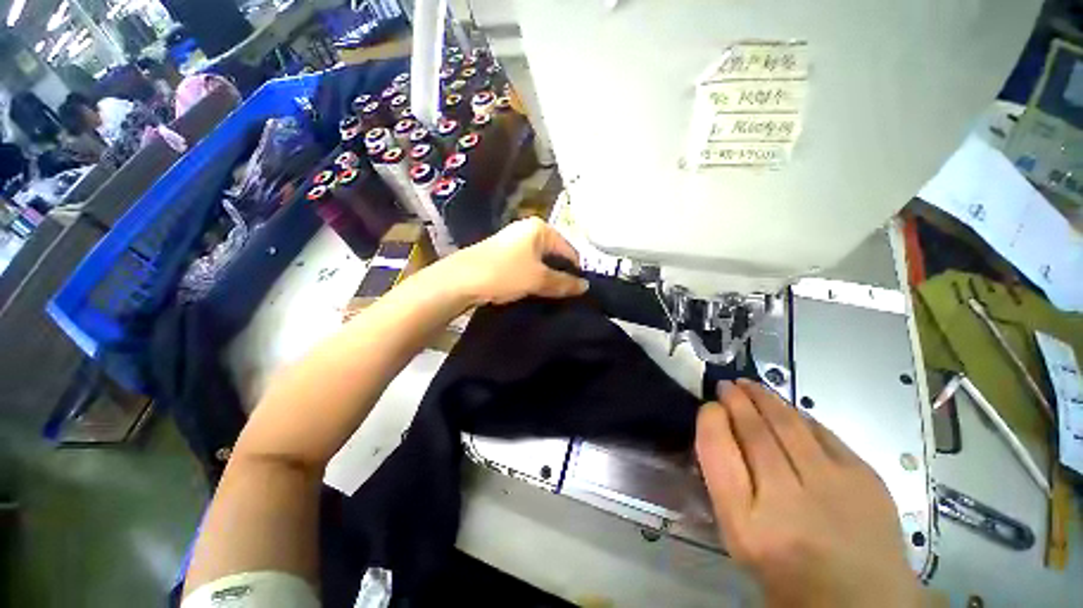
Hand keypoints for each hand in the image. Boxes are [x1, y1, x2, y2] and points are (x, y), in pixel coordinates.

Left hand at [444, 217, 588, 305]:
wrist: (460, 280)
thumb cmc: (504, 273)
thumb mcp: (538, 279)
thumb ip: (564, 283)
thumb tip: (585, 286)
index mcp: (539, 228)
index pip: (569, 249)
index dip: (575, 270)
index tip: (579, 291)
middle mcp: (526, 230)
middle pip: (553, 255)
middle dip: (560, 275)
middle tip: (565, 296)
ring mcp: (512, 242)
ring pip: (539, 263)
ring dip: (545, 278)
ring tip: (549, 296)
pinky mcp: (502, 256)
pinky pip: (525, 267)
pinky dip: (531, 278)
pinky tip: (532, 292)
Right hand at [696, 380, 921, 607]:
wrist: (863, 603)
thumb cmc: (789, 573)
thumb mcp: (742, 535)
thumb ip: (726, 482)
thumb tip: (720, 430)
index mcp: (747, 525)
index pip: (717, 451)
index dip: (710, 420)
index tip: (708, 407)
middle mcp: (788, 503)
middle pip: (754, 432)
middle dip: (735, 400)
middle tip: (726, 386)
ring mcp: (833, 487)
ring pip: (788, 423)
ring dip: (763, 397)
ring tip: (748, 385)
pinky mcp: (865, 478)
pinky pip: (822, 431)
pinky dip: (798, 414)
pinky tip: (785, 408)